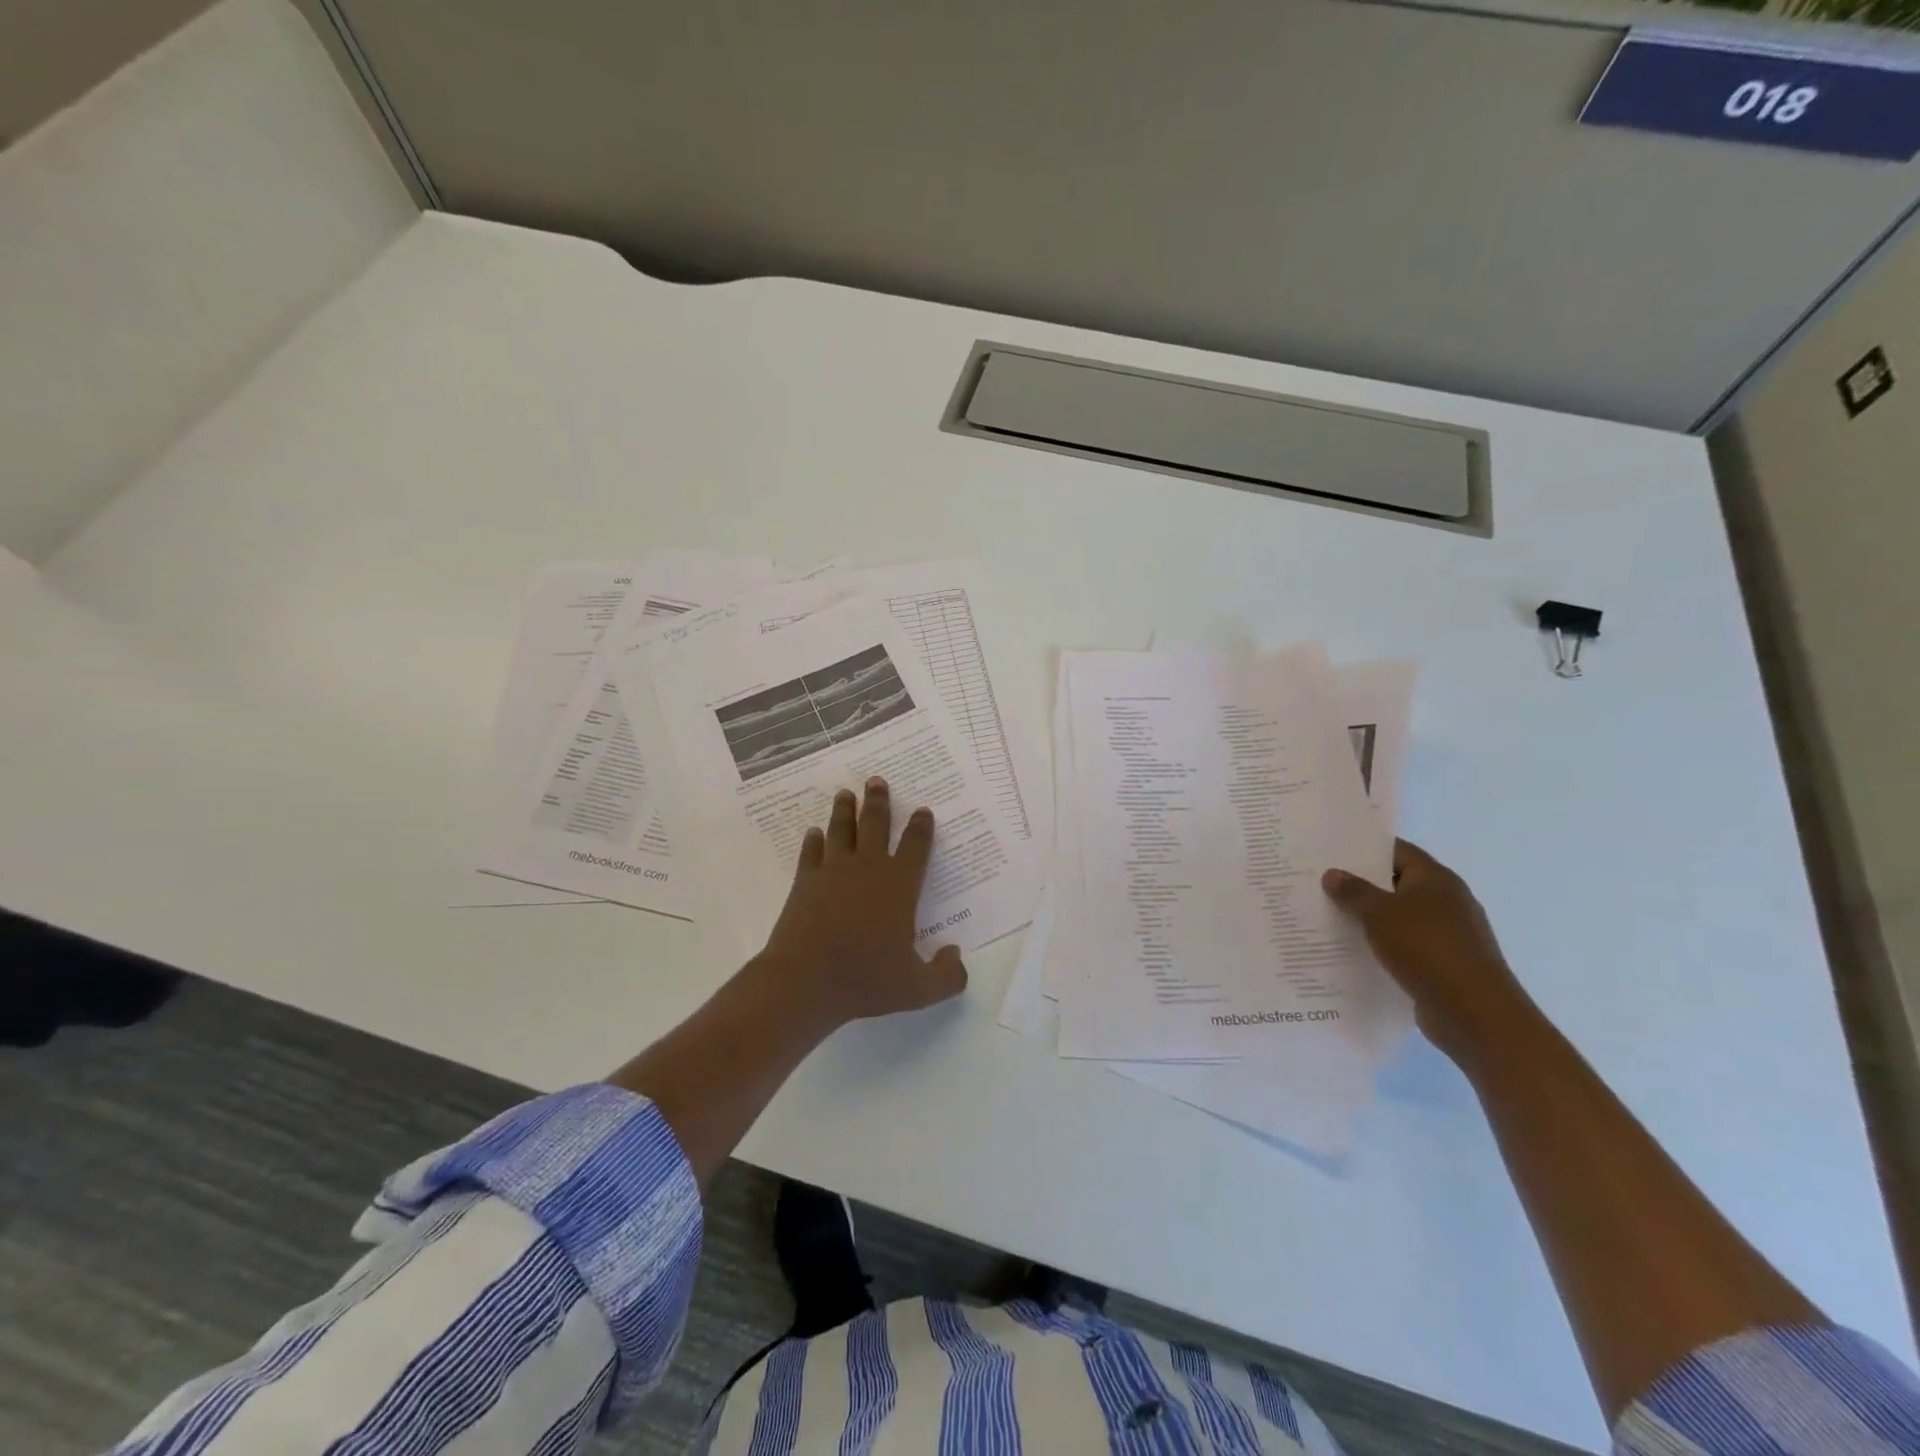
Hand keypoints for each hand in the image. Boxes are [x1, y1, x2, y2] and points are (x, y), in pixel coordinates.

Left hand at [754, 776, 968, 1030]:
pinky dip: (813, 841)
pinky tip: (813, 833)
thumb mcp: (918, 989)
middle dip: (878, 801)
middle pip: (875, 825)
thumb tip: (957, 956)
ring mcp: (833, 872)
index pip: (915, 847)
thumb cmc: (866, 980)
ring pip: (841, 831)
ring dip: (844, 810)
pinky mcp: (805, 882)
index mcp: (899, 886)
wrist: (805, 981)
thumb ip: (946, 975)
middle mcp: (868, 869)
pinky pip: (811, 853)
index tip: (922, 810)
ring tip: (845, 793)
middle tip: (876, 780)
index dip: (921, 827)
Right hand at [1322, 839, 1534, 1060]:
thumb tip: (1333, 874)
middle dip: (1362, 885)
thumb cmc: (1427, 949)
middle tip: (1322, 884)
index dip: (1365, 848)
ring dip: (1371, 918)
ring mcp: (1450, 934)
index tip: (1331, 852)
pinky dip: (1384, 945)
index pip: (1398, 851)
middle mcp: (1448, 901)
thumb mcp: (1379, 913)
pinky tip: (1355, 951)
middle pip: (1398, 883)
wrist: (1475, 1013)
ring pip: (1401, 917)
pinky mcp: (1446, 964)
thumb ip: (1353, 891)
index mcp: (1437, 879)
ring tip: (1330, 917)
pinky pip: (1407, 945)